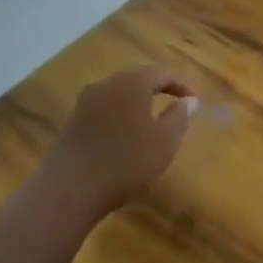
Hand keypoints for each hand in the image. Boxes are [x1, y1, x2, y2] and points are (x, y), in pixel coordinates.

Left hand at [46, 66, 198, 214]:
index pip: (162, 73)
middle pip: (136, 80)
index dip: (180, 85)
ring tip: (150, 124)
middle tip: (174, 108)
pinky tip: (124, 139)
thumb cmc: (126, 161)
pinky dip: (119, 118)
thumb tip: (189, 100)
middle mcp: (106, 85)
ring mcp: (84, 103)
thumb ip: (180, 117)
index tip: (194, 101)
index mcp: (131, 83)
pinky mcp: (72, 123)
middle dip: (157, 91)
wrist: (69, 189)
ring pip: (118, 96)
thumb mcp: (165, 141)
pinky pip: (103, 111)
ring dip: (136, 105)